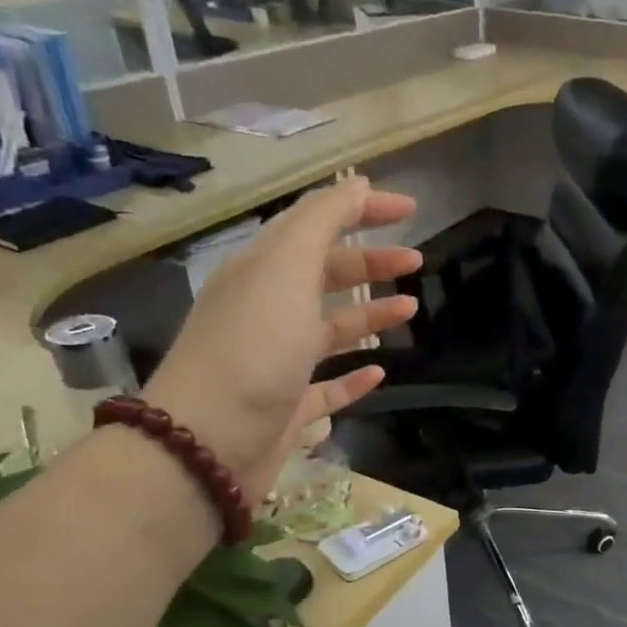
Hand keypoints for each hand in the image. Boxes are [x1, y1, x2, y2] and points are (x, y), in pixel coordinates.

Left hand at [143, 176, 420, 500]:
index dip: (363, 211)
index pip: (316, 225)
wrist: (209, 442)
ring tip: (410, 311)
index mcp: (262, 271)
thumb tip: (358, 184)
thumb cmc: (254, 348)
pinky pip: (326, 386)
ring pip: (330, 329)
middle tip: (417, 264)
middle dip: (371, 263)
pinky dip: (353, 377)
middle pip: (325, 275)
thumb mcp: (287, 268)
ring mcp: (276, 362)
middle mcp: (267, 310)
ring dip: (370, 314)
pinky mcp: (286, 408)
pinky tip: (379, 372)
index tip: (410, 210)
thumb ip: (322, 221)